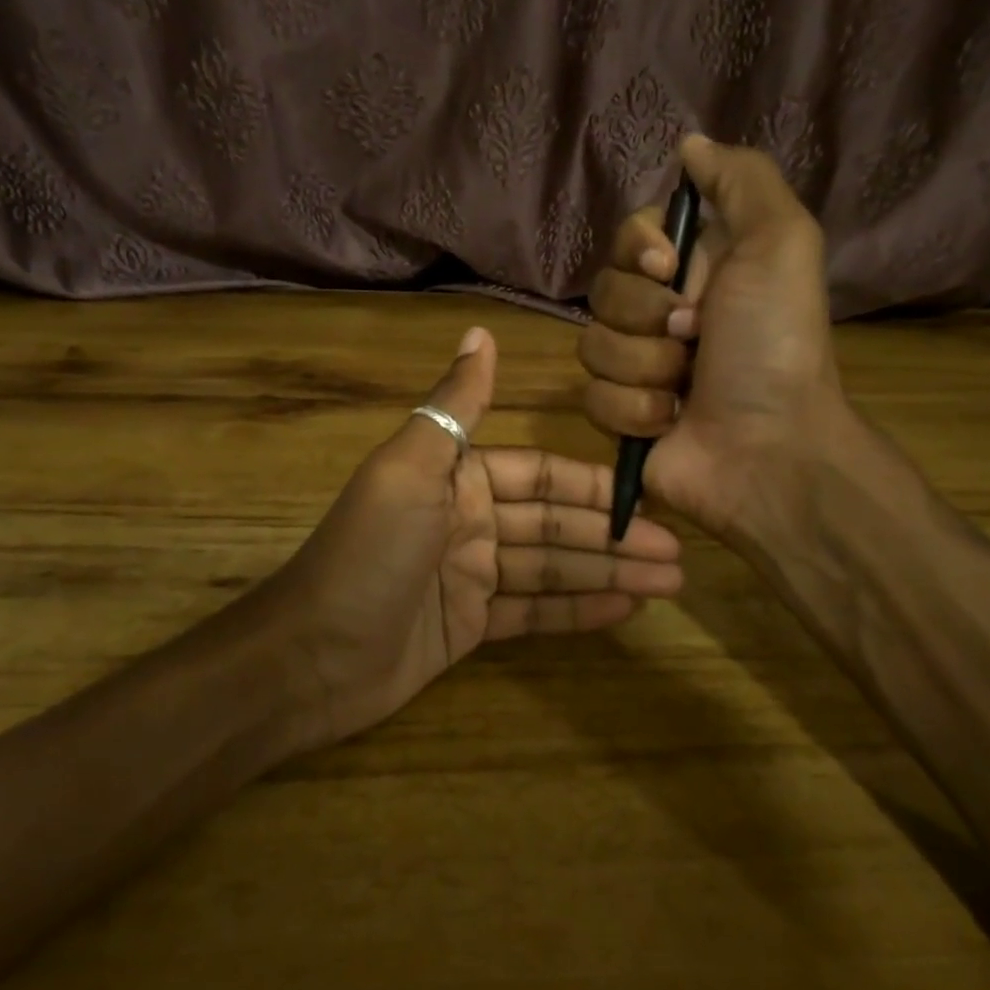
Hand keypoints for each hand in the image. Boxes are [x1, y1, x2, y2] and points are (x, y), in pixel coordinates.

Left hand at [274, 326, 683, 749]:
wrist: (311, 657)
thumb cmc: (368, 554)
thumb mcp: (411, 470)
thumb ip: (455, 406)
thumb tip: (480, 331)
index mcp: (458, 478)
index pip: (542, 474)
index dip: (594, 487)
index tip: (648, 498)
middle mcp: (470, 521)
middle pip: (555, 524)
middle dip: (613, 537)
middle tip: (678, 555)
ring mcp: (471, 576)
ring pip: (552, 568)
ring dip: (607, 574)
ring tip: (669, 584)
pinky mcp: (470, 625)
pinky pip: (533, 612)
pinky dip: (577, 611)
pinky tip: (626, 610)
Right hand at [578, 135, 845, 543]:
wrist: (769, 447)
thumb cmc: (775, 343)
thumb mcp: (782, 241)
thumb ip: (740, 180)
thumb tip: (688, 144)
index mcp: (696, 270)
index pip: (628, 238)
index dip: (637, 250)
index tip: (669, 269)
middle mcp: (662, 314)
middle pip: (602, 291)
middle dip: (646, 315)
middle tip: (694, 336)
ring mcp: (638, 368)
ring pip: (591, 346)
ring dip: (644, 366)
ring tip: (685, 386)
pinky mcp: (620, 416)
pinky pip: (592, 396)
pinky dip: (634, 410)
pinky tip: (670, 420)